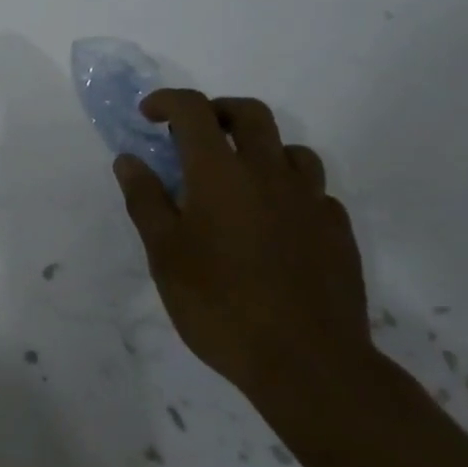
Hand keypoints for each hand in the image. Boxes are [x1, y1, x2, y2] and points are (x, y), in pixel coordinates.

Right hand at [114, 91, 370, 394]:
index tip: (149, 115)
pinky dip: (292, 192)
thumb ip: (145, 200)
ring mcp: (310, 201)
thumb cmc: (222, 305)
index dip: (167, 101)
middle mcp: (268, 172)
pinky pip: (316, 193)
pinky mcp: (338, 232)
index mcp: (220, 171)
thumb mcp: (165, 255)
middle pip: (249, 114)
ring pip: (291, 150)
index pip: (193, 109)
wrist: (310, 365)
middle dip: (219, 112)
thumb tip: (129, 159)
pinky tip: (279, 223)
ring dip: (263, 150)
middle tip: (197, 136)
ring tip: (242, 179)